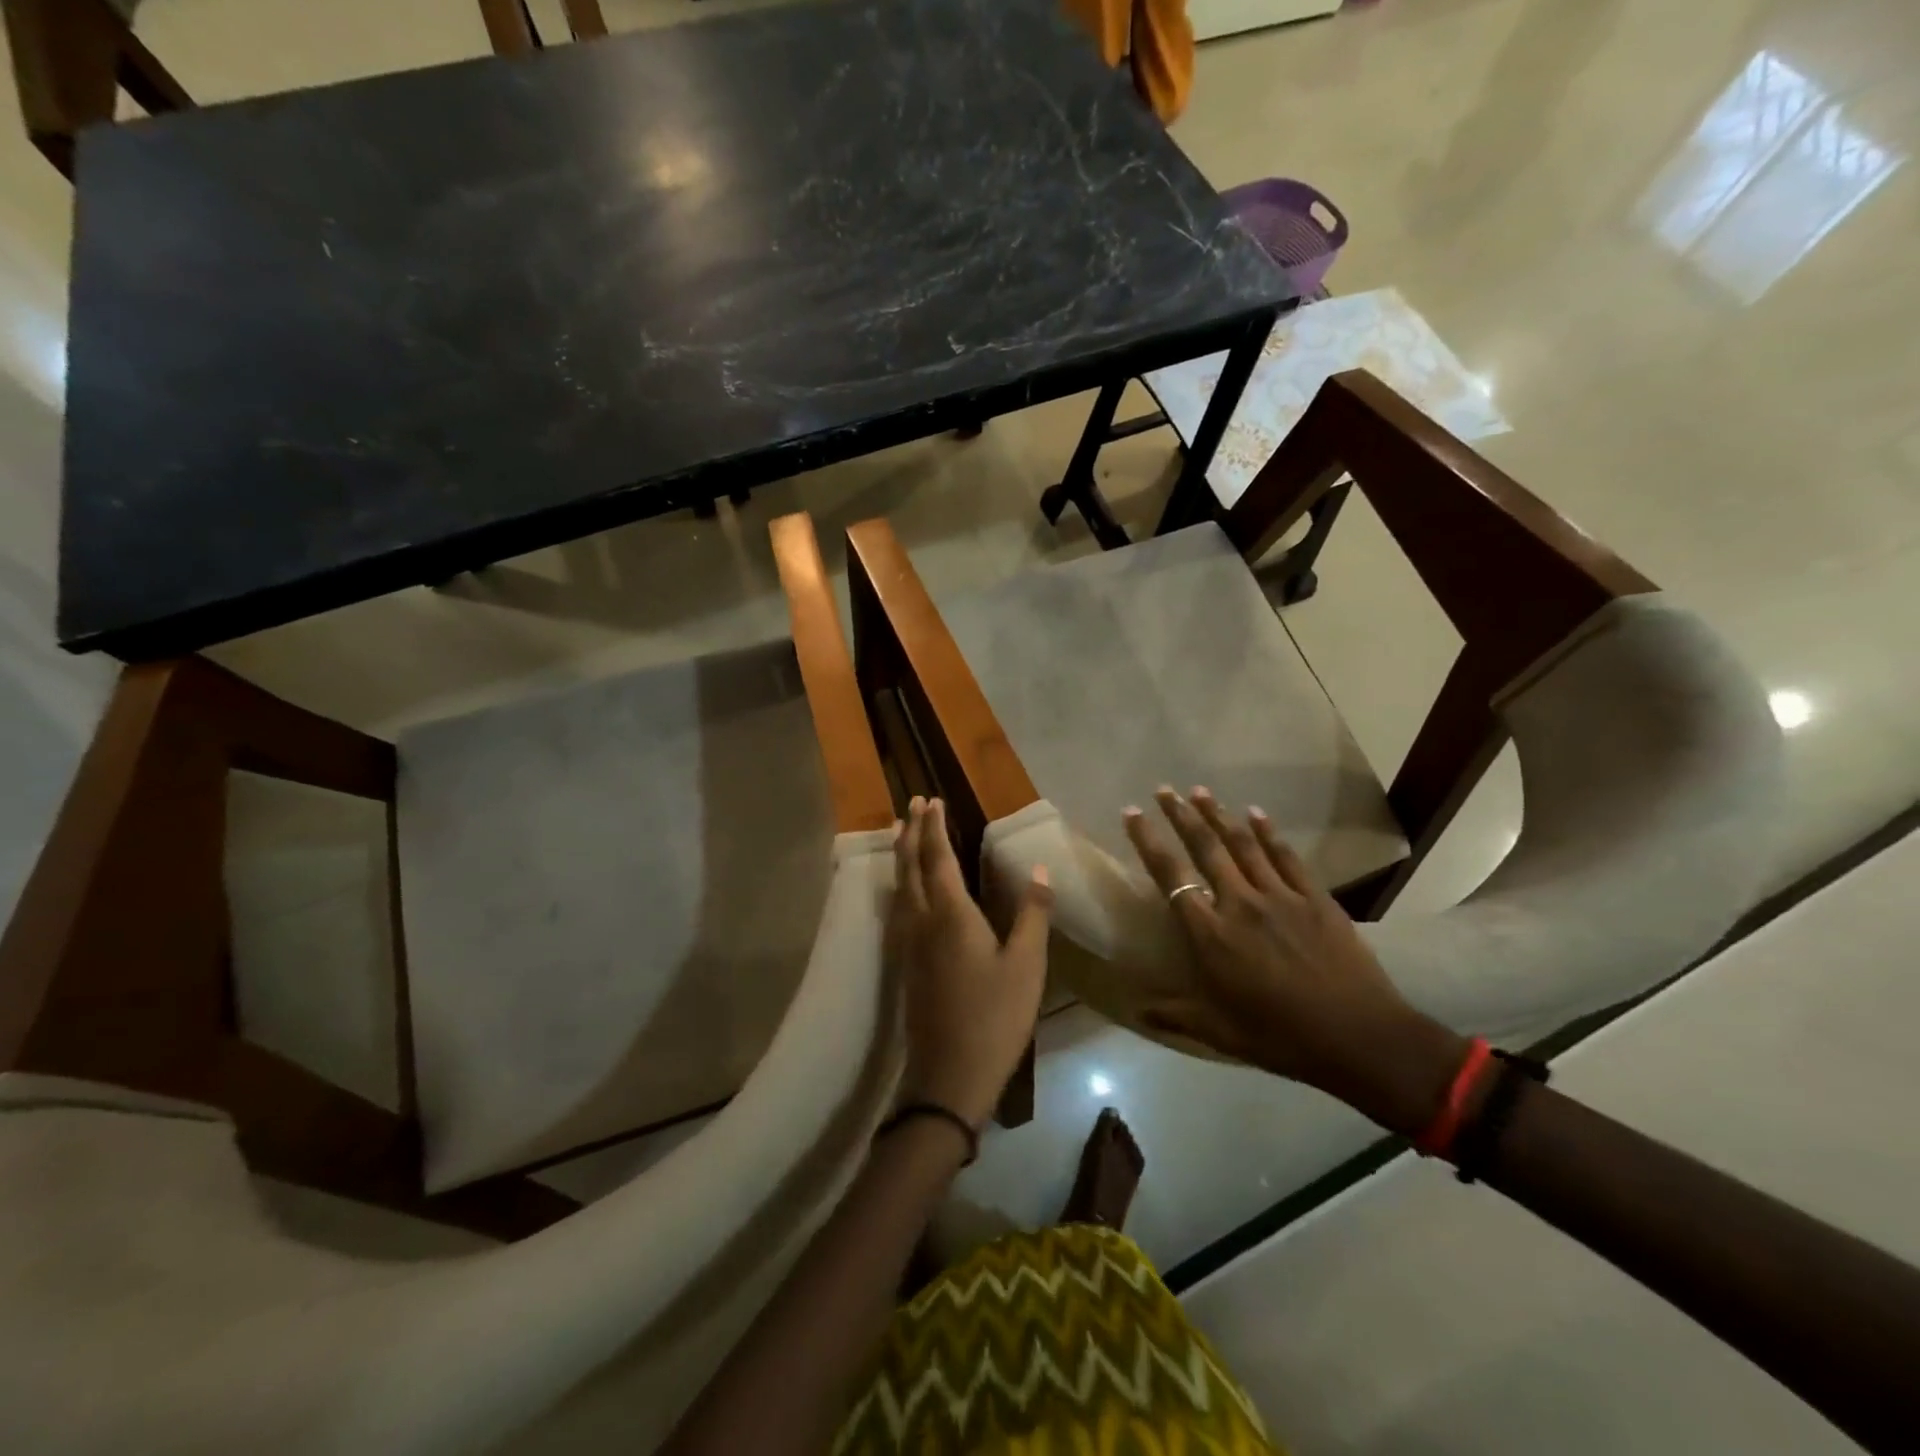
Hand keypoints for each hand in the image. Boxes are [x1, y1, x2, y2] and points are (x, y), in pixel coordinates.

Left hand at [888, 796, 1052, 1127]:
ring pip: (899, 887)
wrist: (948, 1076)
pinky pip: (899, 907)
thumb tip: (1040, 868)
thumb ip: (1032, 913)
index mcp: (950, 915)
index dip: (934, 827)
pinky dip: (901, 883)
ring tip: (902, 833)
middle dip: (911, 832)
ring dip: (901, 855)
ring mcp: (908, 944)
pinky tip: (906, 890)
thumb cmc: (994, 1018)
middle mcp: (921, 921)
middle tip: (911, 804)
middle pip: (910, 866)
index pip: (938, 858)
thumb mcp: (1027, 966)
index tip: (931, 800)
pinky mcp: (906, 964)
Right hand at [1123, 787, 1468, 1137]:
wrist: (1360, 1038)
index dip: (1148, 841)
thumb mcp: (1220, 1033)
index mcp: (1211, 935)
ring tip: (1200, 790)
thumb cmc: (1282, 1038)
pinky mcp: (1315, 898)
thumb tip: (1137, 1009)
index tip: (1132, 812)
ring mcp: (1280, 897)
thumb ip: (1176, 1015)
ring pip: (1242, 844)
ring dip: (1218, 814)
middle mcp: (1240, 904)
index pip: (1171, 877)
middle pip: (1205, 848)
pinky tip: (1256, 813)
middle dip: (1181, 815)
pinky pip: (1286, 856)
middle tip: (1164, 789)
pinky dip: (1268, 832)